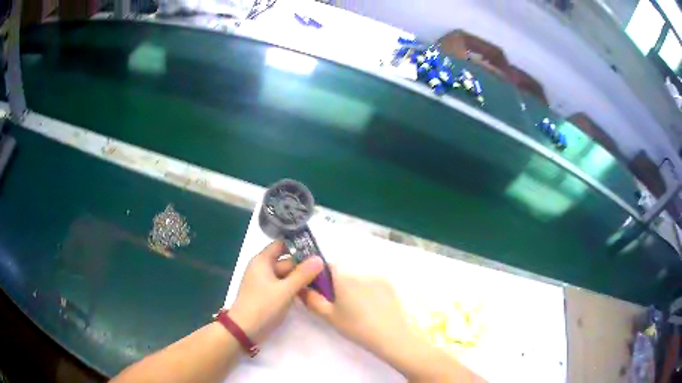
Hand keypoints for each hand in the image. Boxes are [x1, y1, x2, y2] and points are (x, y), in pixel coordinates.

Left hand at [229, 241, 323, 342]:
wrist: (245, 329)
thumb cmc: (263, 306)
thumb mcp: (285, 290)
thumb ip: (303, 274)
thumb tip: (319, 259)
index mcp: (262, 261)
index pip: (281, 245)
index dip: (297, 246)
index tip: (316, 251)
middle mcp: (262, 268)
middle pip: (285, 261)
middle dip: (303, 265)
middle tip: (324, 268)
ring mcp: (265, 282)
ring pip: (286, 275)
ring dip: (300, 277)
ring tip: (321, 279)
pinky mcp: (268, 294)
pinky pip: (283, 285)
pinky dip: (294, 287)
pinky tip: (309, 290)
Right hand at [297, 268, 409, 355]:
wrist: (391, 335)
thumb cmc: (356, 326)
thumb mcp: (329, 316)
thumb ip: (312, 299)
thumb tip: (301, 288)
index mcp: (344, 275)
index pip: (328, 264)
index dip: (322, 275)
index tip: (323, 291)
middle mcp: (361, 270)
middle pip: (344, 269)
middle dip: (338, 280)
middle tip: (339, 301)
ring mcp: (378, 275)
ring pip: (358, 274)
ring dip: (353, 284)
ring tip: (357, 305)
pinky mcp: (389, 283)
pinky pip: (372, 280)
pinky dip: (367, 288)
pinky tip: (370, 306)